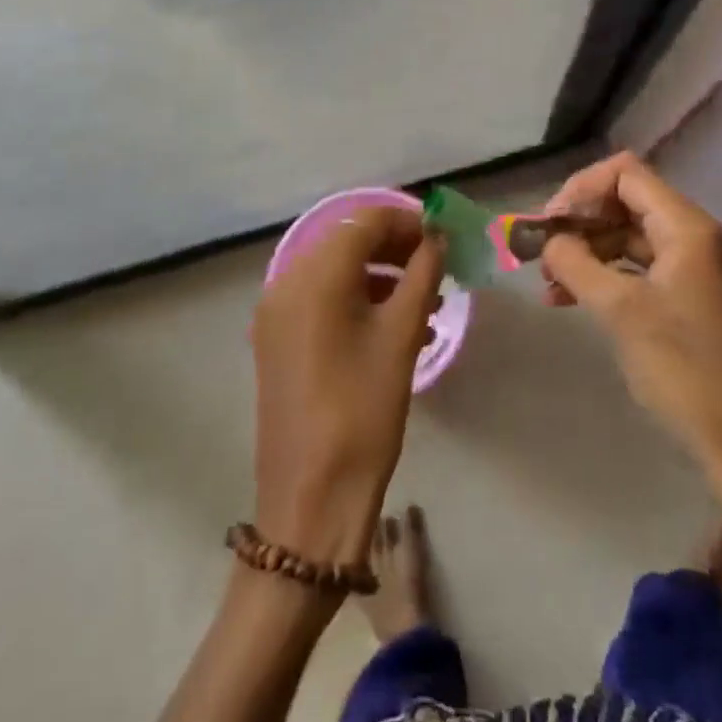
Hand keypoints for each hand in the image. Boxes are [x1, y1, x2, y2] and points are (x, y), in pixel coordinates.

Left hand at [251, 208, 442, 566]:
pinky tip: (397, 328)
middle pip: (348, 243)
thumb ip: (422, 274)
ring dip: (381, 276)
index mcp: (313, 275)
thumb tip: (437, 238)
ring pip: (336, 273)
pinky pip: (322, 301)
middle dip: (396, 248)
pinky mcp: (278, 341)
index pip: (365, 221)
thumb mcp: (401, 336)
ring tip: (426, 302)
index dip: (408, 222)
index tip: (444, 237)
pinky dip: (359, 301)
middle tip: (439, 267)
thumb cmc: (363, 411)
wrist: (311, 501)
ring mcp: (277, 314)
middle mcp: (286, 283)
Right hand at [540, 153, 721, 560]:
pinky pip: (649, 270)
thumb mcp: (620, 312)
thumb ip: (576, 263)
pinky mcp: (702, 299)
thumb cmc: (684, 372)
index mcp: (691, 229)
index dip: (581, 190)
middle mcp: (703, 238)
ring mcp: (706, 270)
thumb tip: (549, 240)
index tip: (549, 224)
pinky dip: (613, 277)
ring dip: (592, 254)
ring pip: (636, 239)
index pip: (626, 175)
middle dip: (582, 225)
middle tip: (543, 256)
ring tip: (551, 286)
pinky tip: (577, 301)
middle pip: (630, 205)